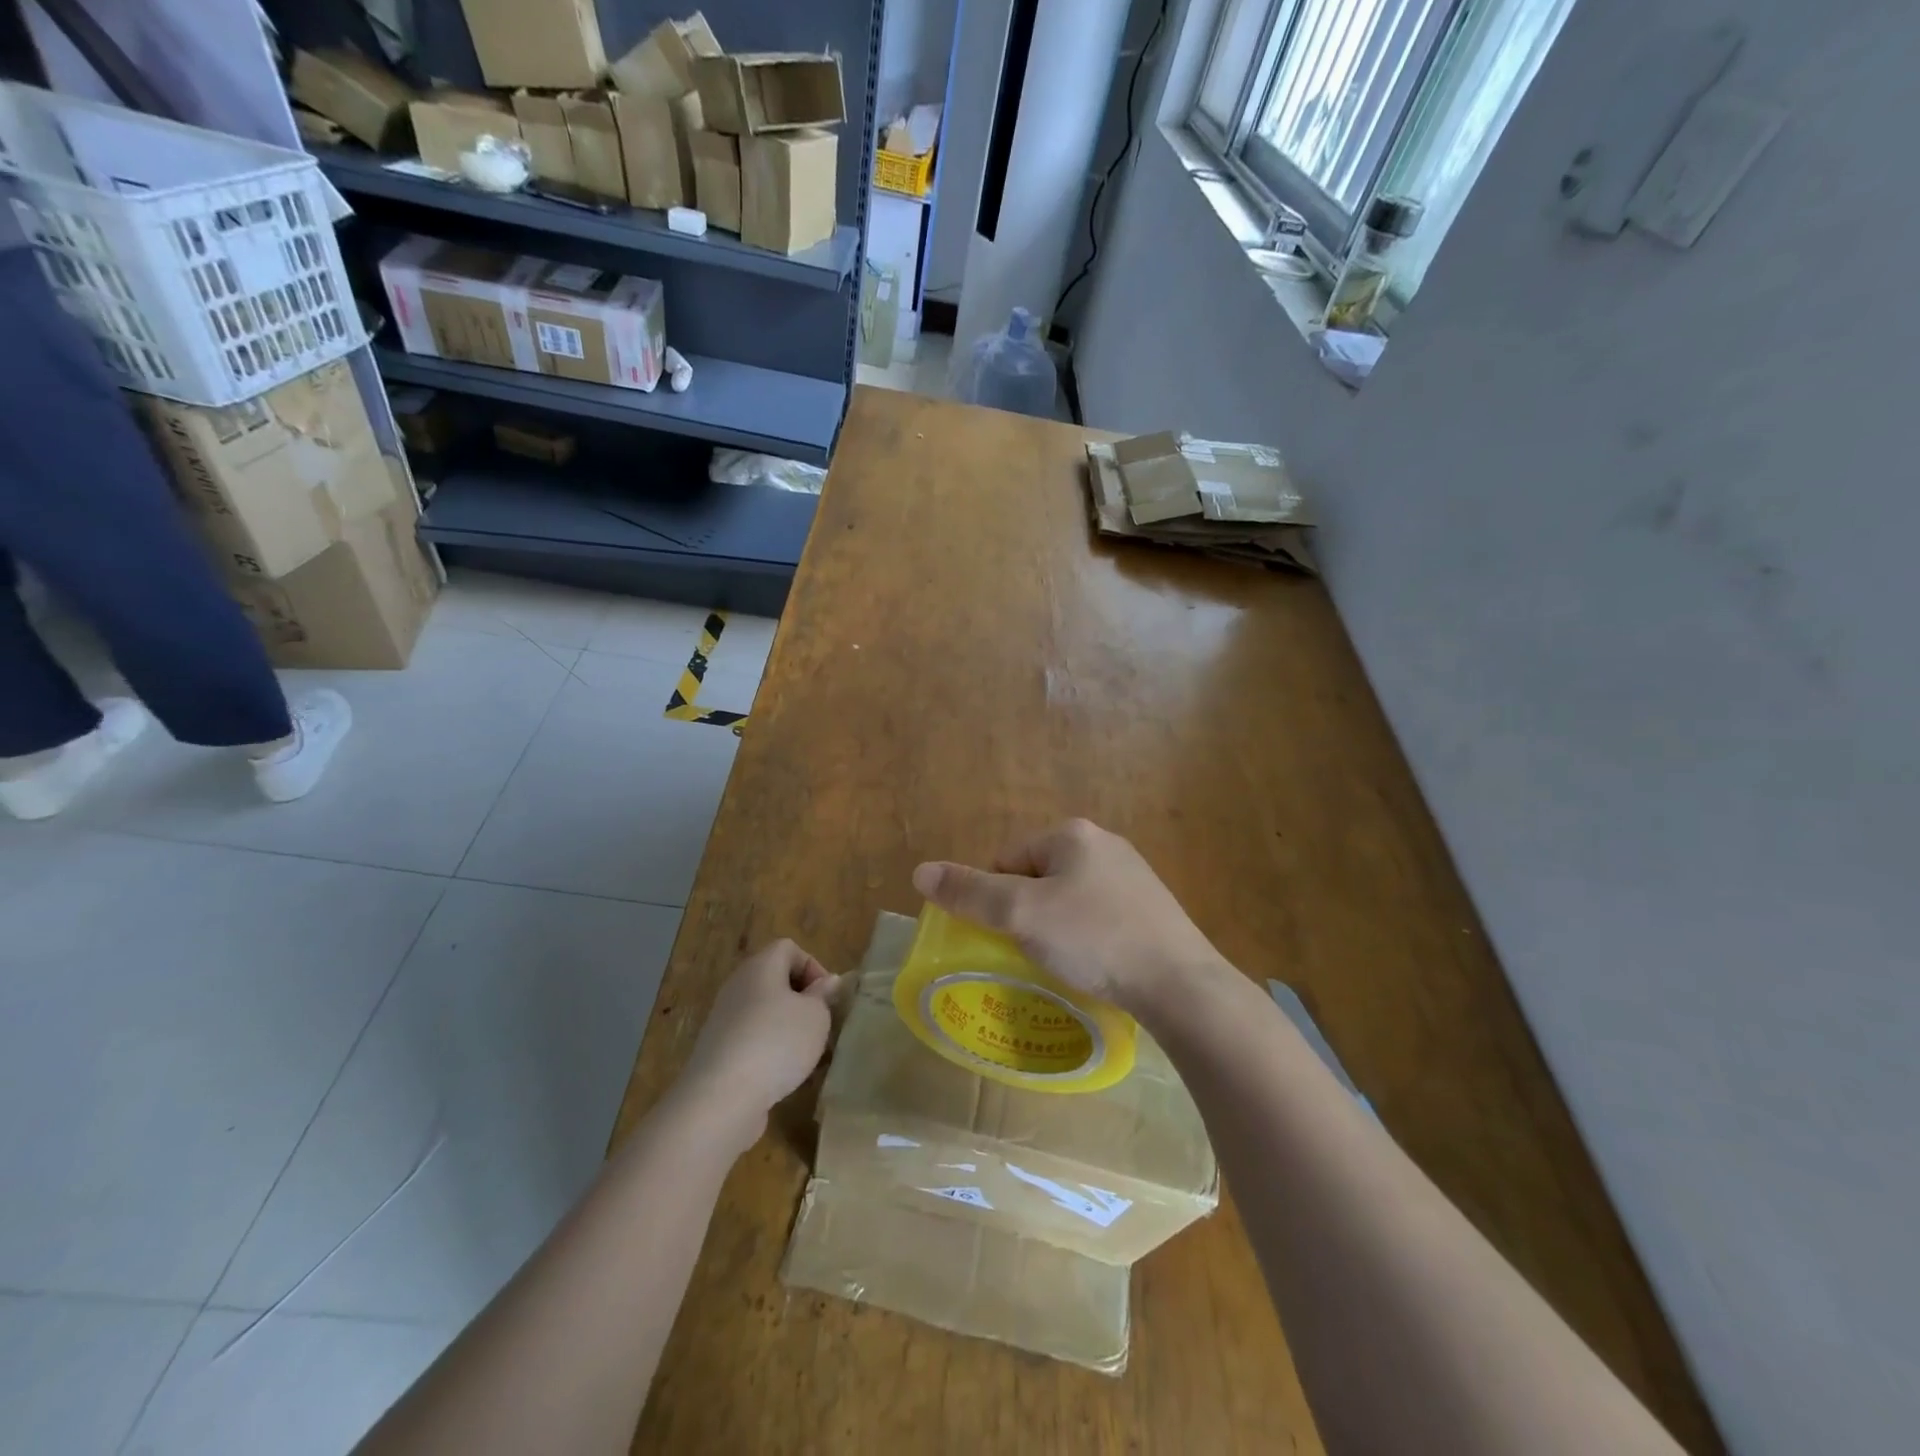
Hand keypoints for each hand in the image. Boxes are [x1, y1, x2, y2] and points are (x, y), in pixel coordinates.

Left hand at [674, 940, 844, 1155]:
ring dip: (786, 1028)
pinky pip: (750, 1039)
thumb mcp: (816, 1016)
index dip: (812, 966)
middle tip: (819, 1024)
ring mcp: (723, 1019)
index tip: (826, 997)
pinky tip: (781, 1075)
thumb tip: (826, 982)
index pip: (788, 948)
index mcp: (760, 966)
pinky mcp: (717, 1051)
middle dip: (801, 1000)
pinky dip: (768, 1050)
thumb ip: (823, 995)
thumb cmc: (777, 1043)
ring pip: (763, 1012)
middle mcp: (737, 986)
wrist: (722, 1098)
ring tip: (805, 1053)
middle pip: (774, 979)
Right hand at [912, 819, 1226, 1016]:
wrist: (1180, 984)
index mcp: (1072, 834)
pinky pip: (1099, 917)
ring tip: (1062, 963)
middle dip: (1026, 913)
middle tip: (1030, 952)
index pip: (1006, 859)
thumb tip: (920, 871)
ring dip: (1055, 927)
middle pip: (1037, 877)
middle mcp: (1104, 844)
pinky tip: (1094, 965)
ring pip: (1068, 899)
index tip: (1006, 937)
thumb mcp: (1021, 914)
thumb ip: (970, 892)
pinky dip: (1087, 938)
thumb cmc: (1094, 938)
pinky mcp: (1151, 908)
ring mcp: (1133, 875)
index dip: (995, 899)